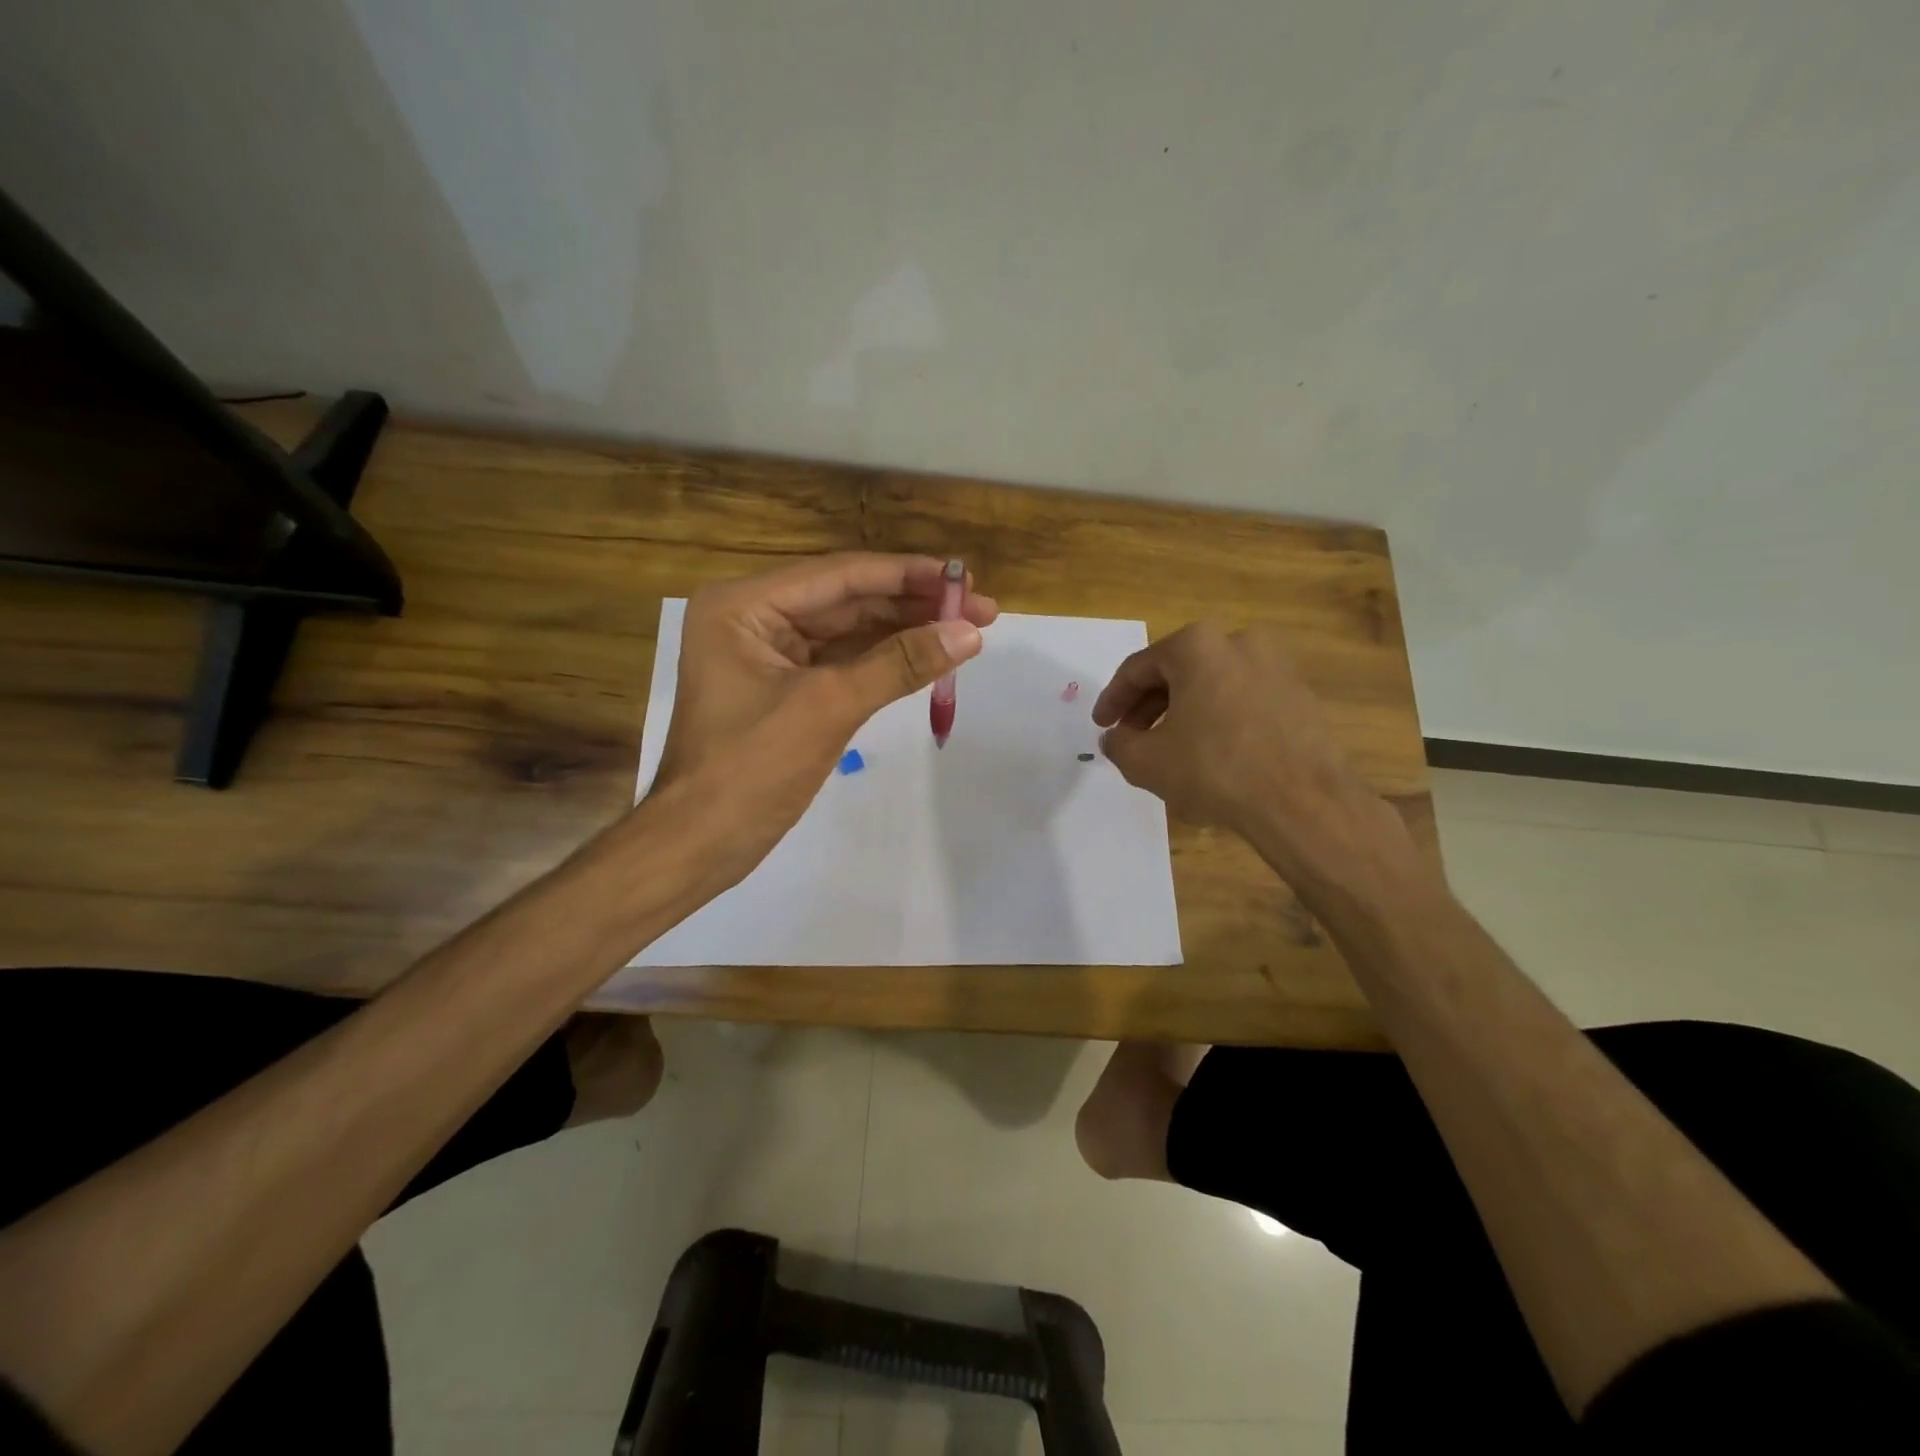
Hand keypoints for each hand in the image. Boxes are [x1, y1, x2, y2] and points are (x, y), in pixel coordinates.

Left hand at [650, 553, 995, 883]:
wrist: (701, 844)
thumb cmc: (751, 769)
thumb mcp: (829, 707)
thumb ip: (900, 663)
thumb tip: (970, 633)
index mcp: (744, 605)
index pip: (840, 575)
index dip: (908, 575)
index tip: (966, 580)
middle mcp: (755, 617)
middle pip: (848, 599)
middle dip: (913, 604)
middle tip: (981, 610)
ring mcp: (770, 654)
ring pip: (850, 631)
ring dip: (905, 631)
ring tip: (966, 632)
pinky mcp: (787, 688)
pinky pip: (844, 663)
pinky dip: (885, 662)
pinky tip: (928, 658)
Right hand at [1092, 623, 1406, 889]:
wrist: (1302, 801)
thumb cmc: (1214, 769)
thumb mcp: (1146, 761)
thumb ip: (1119, 744)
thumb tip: (1115, 738)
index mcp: (1197, 646)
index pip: (1138, 669)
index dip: (1112, 699)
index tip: (1101, 725)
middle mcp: (1239, 642)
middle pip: (1177, 672)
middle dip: (1148, 706)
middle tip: (1130, 737)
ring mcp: (1275, 666)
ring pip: (1211, 686)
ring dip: (1182, 713)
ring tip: (1168, 749)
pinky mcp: (1299, 695)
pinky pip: (1242, 700)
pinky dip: (1218, 719)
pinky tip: (1210, 752)